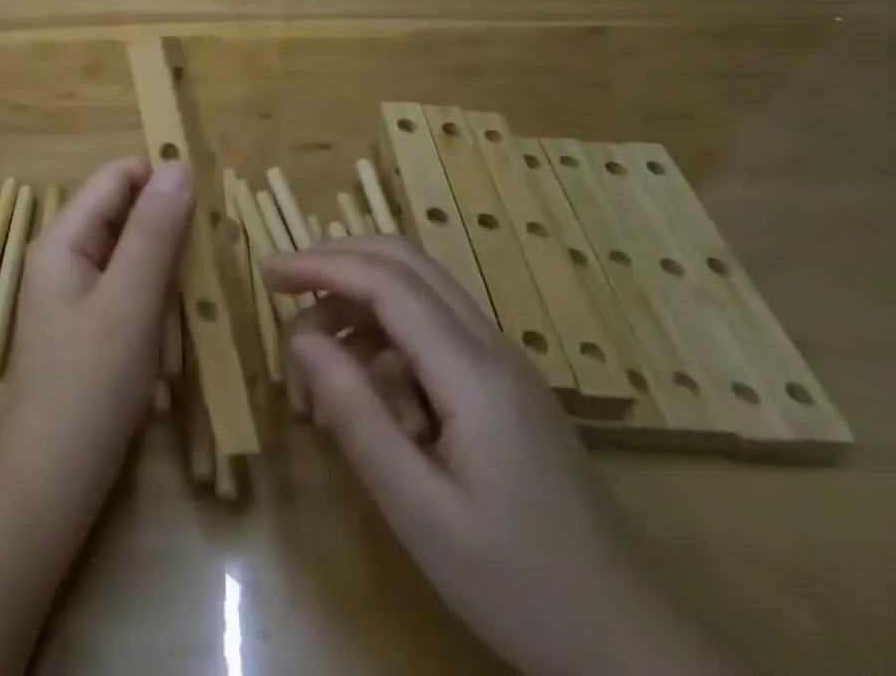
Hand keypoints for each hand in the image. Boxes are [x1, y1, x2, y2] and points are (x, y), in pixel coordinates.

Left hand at [0, 156, 191, 482]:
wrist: (54, 477)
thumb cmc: (91, 382)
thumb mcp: (130, 300)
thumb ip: (154, 230)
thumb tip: (178, 166)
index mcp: (63, 237)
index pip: (116, 178)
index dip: (160, 176)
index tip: (209, 195)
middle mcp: (66, 252)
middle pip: (124, 210)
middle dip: (169, 220)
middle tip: (216, 242)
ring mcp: (76, 288)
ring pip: (131, 248)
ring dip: (169, 257)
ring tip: (208, 276)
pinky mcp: (91, 320)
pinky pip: (130, 282)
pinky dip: (159, 287)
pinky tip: (186, 309)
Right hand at [265, 239, 741, 675]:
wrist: (628, 645)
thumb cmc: (517, 583)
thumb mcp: (419, 511)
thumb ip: (357, 416)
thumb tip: (301, 338)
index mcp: (472, 372)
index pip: (386, 282)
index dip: (322, 264)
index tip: (267, 272)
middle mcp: (491, 347)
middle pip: (407, 262)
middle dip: (339, 259)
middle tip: (283, 284)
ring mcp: (504, 362)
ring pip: (422, 288)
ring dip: (360, 295)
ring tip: (314, 348)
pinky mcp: (505, 385)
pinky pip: (436, 326)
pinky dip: (386, 328)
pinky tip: (364, 378)